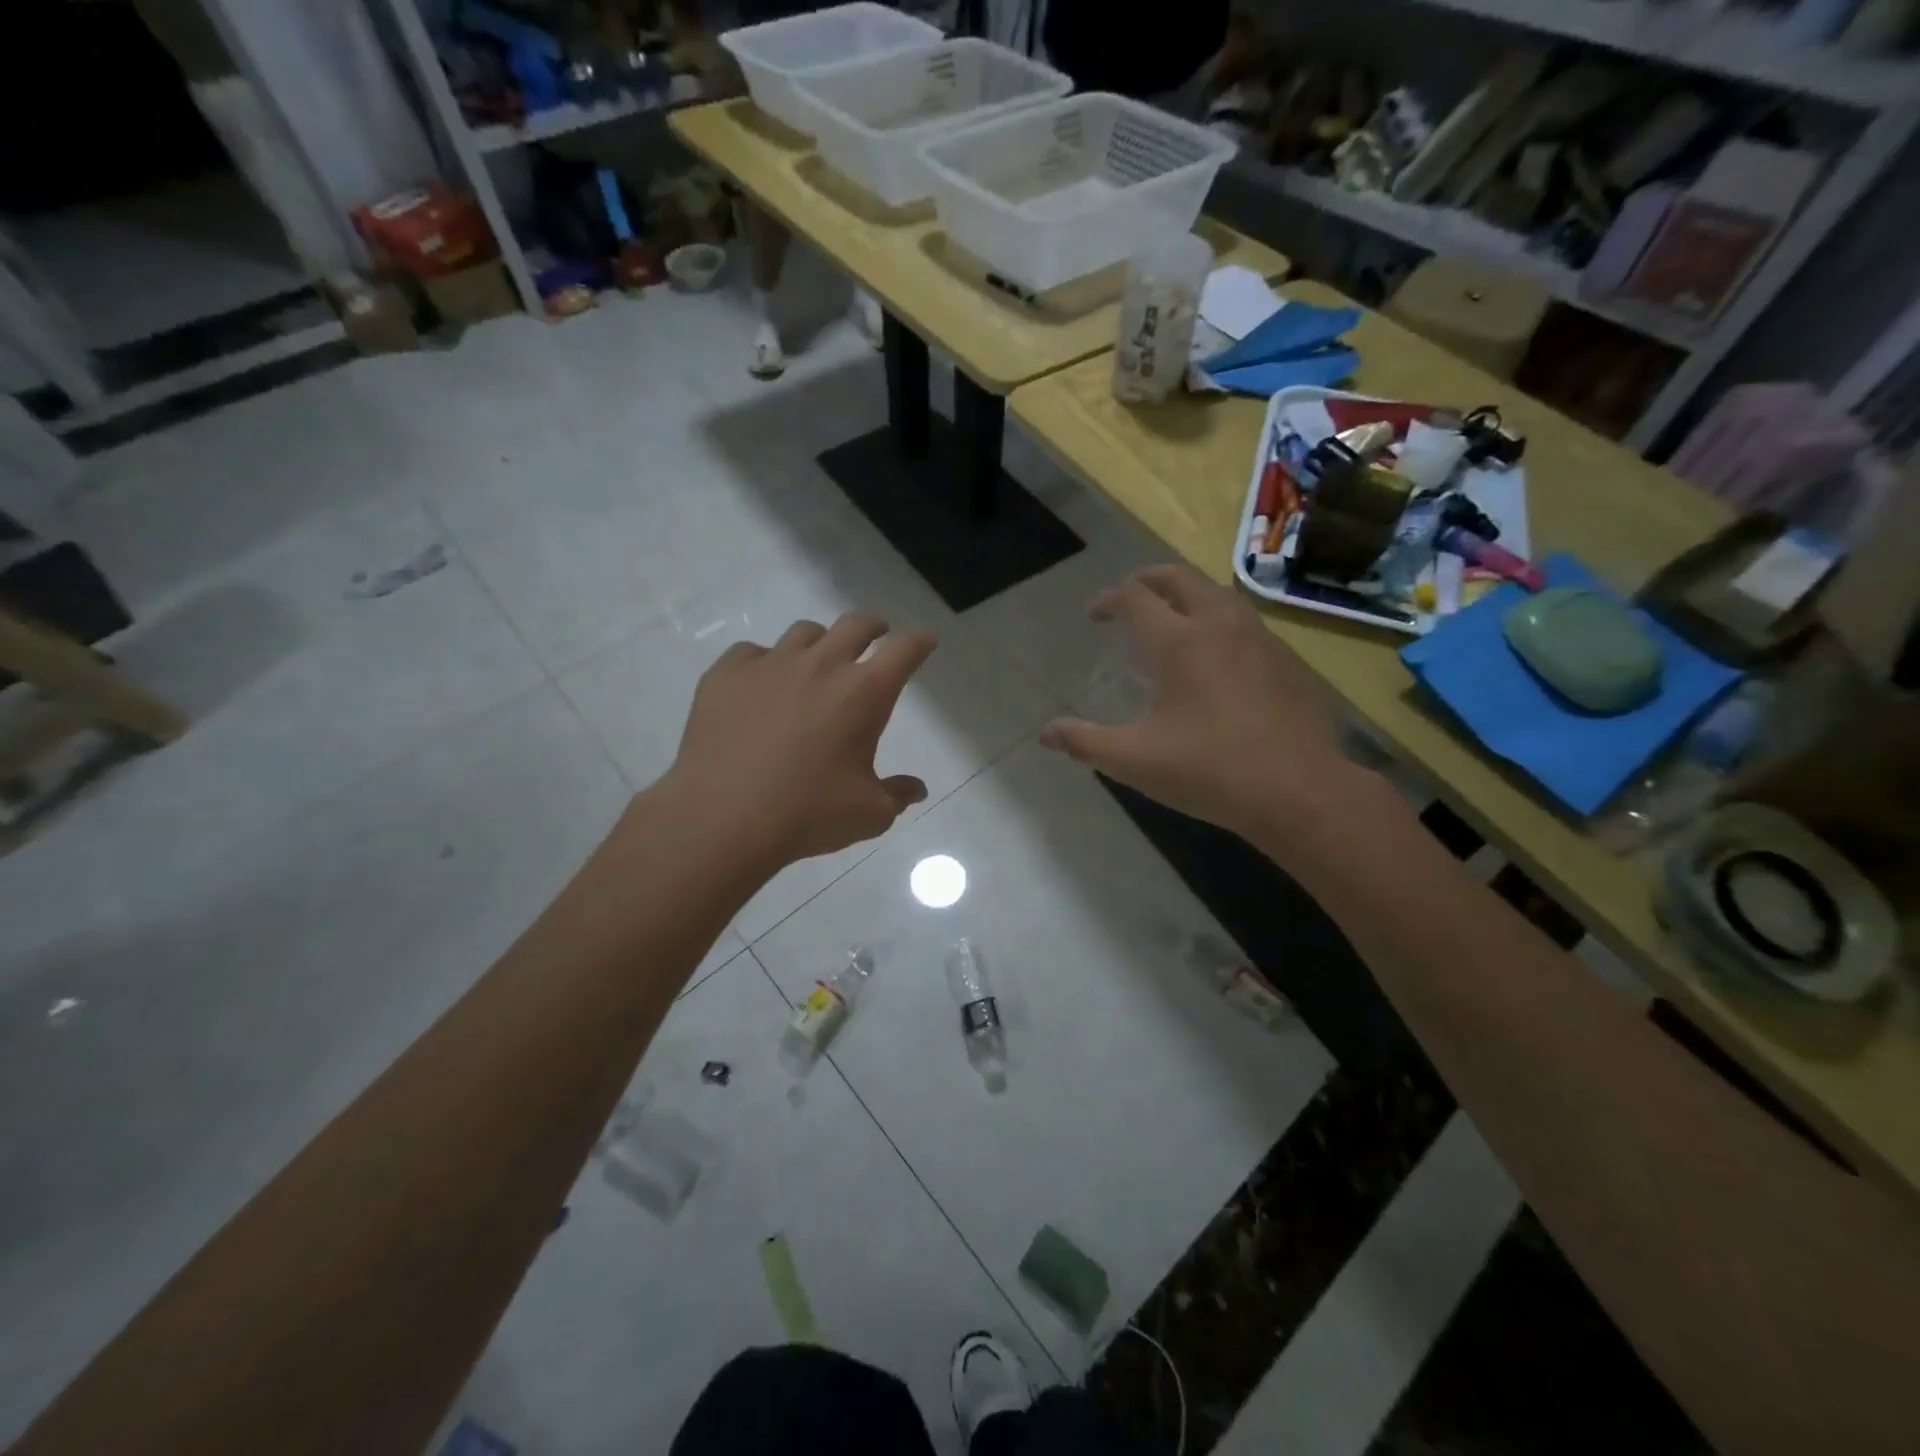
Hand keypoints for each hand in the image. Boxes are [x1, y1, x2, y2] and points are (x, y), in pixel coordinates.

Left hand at [661, 612, 936, 873]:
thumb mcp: (868, 814)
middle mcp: (821, 665)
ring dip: (821, 644)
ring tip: (816, 665)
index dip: (920, 641)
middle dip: (874, 627)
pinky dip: (766, 664)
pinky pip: (753, 652)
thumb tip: (917, 789)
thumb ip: (897, 795)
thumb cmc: (807, 815)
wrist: (721, 818)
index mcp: (864, 693)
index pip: (904, 650)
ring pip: (805, 633)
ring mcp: (770, 664)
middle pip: (856, 624)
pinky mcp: (726, 673)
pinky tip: (761, 688)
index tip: (925, 641)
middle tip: (877, 636)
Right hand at [1039, 566, 1360, 844]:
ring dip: (1189, 595)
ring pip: (1220, 594)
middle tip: (1130, 595)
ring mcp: (1260, 639)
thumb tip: (1045, 734)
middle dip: (1149, 579)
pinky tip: (1219, 657)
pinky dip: (1220, 622)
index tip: (1094, 614)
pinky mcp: (1288, 661)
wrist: (1298, 790)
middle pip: (1181, 578)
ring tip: (1174, 618)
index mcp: (1179, 642)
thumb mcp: (1134, 761)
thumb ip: (1085, 742)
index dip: (1109, 599)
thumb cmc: (1208, 770)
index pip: (1136, 597)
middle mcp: (1219, 626)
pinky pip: (1246, 622)